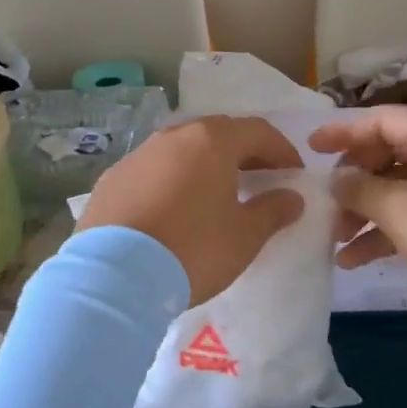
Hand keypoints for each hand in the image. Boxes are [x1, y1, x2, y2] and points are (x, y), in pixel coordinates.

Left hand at [78, 116, 304, 304]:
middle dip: (244, 153)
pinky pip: (154, 169)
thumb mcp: (244, 236)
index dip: (282, 150)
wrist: (113, 276)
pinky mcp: (113, 178)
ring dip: (206, 164)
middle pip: (218, 133)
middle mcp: (174, 136)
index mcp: (211, 141)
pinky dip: (173, 180)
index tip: (294, 175)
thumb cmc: (192, 249)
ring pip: (183, 149)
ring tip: (218, 194)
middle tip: (260, 180)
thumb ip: (273, 211)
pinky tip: (175, 209)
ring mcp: (139, 155)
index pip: (257, 131)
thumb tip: (292, 197)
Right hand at [308, 108, 406, 315]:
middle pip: (389, 152)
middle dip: (353, 182)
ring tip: (336, 241)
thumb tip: (336, 178)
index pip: (379, 120)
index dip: (341, 133)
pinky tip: (359, 258)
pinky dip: (392, 228)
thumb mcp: (400, 210)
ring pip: (402, 185)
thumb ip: (359, 188)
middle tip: (326, 205)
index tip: (309, 150)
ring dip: (368, 210)